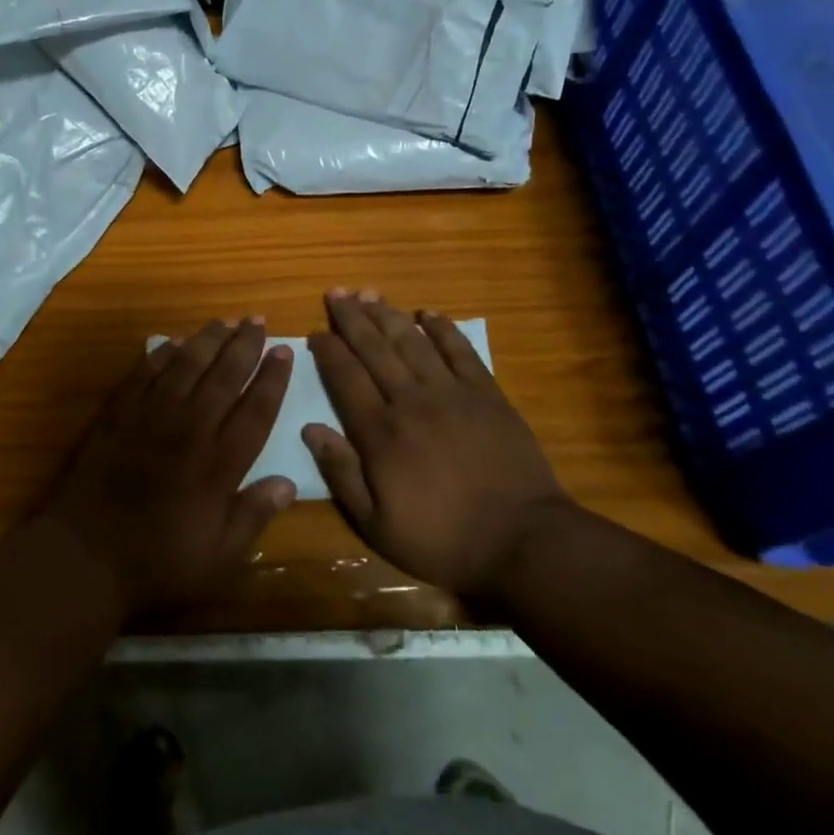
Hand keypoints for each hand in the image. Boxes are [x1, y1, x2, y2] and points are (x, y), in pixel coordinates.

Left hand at [43, 319, 297, 619]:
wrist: (84, 556)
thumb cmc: (157, 563)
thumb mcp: (219, 558)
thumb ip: (255, 516)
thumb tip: (290, 482)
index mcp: (218, 464)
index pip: (255, 409)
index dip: (272, 378)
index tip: (284, 350)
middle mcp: (188, 429)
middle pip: (223, 376)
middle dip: (244, 345)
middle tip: (258, 320)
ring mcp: (150, 417)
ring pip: (185, 366)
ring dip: (208, 340)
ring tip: (225, 321)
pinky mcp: (118, 415)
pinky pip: (144, 373)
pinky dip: (162, 354)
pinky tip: (175, 342)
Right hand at [304, 290, 566, 595]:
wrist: (523, 541)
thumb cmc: (444, 539)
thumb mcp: (377, 524)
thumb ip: (342, 473)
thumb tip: (310, 429)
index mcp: (381, 433)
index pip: (346, 378)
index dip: (328, 351)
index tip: (315, 332)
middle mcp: (411, 401)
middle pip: (375, 349)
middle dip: (352, 319)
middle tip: (336, 293)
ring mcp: (452, 393)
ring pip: (413, 342)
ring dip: (388, 315)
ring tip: (369, 293)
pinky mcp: (487, 394)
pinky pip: (460, 351)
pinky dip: (443, 329)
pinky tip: (428, 313)